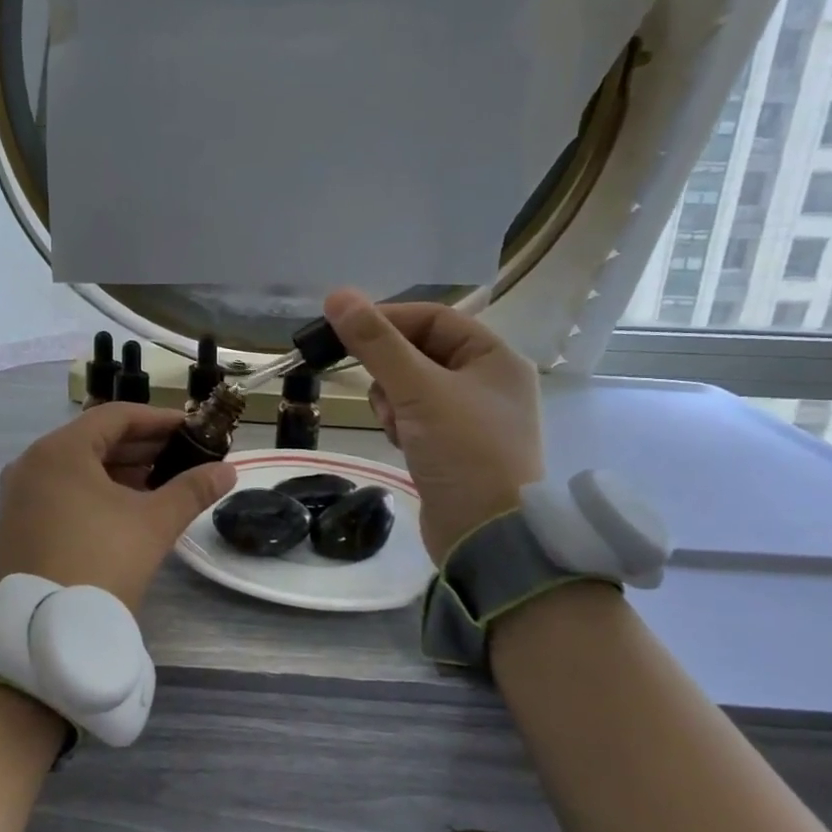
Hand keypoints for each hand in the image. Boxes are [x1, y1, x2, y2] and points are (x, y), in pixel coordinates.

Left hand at [0, 403, 236, 609]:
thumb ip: (192, 489)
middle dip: (142, 446)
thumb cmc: (102, 562)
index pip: (115, 416)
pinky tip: (127, 507)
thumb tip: (228, 470)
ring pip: (77, 468)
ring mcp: (19, 496)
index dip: (158, 419)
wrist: (48, 633)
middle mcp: (31, 464)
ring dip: (121, 470)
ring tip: (162, 482)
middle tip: (183, 456)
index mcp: (59, 451)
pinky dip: (96, 491)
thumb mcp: (153, 523)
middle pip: (94, 440)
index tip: (192, 428)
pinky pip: (62, 491)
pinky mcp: (17, 524)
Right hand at [323, 288, 543, 562]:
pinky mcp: (453, 446)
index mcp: (495, 358)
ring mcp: (472, 417)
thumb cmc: (463, 451)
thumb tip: (337, 295)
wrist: (486, 535)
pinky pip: (415, 416)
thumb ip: (376, 343)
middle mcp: (488, 382)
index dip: (388, 319)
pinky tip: (400, 442)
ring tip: (394, 424)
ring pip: (412, 386)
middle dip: (390, 369)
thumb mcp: (417, 390)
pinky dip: (400, 423)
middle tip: (375, 389)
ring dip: (392, 399)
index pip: (434, 317)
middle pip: (421, 352)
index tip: (345, 330)